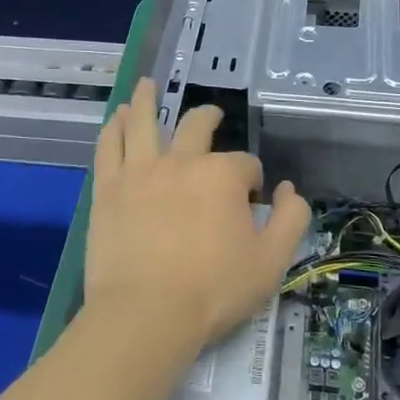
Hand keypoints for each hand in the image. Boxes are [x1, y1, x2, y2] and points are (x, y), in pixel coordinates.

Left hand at [84, 79, 310, 350]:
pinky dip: (115, 127)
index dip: (251, 179)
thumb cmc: (213, 290)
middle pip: (196, 126)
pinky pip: (109, 146)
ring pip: (144, 122)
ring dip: (148, 100)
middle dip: (209, 119)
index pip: (244, 164)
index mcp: (222, 176)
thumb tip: (288, 190)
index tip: (250, 200)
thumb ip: (290, 219)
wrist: (146, 314)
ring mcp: (139, 172)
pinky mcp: (108, 189)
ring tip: (147, 85)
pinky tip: (119, 117)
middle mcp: (181, 162)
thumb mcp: (272, 261)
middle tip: (212, 117)